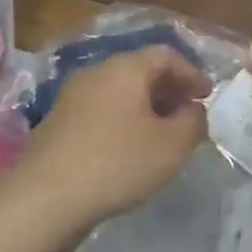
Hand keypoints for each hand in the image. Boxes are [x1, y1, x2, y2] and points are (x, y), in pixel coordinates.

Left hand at [13, 47, 210, 231]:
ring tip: (162, 138)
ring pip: (119, 92)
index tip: (207, 97)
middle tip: (188, 117)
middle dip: (169, 91)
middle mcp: (96, 72)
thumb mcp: (172, 145)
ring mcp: (72, 96)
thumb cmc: (117, 161)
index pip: (166, 54)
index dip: (191, 73)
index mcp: (125, 67)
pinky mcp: (58, 123)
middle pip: (141, 71)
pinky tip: (128, 152)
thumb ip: (193, 122)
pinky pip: (101, 111)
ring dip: (146, 108)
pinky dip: (123, 122)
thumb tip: (193, 110)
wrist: (44, 196)